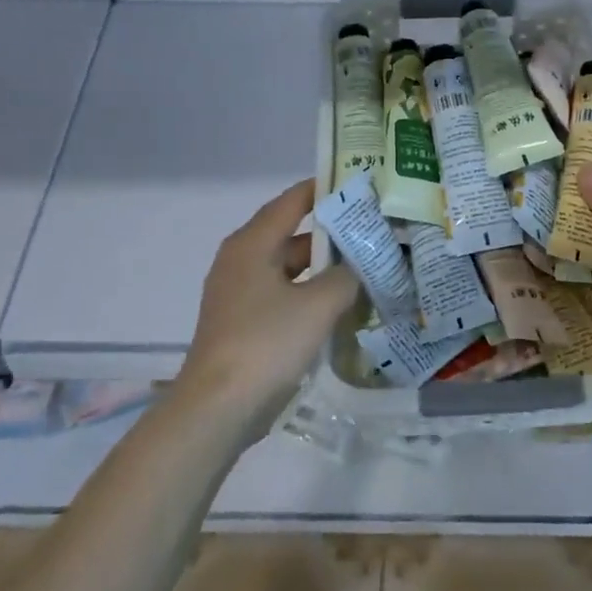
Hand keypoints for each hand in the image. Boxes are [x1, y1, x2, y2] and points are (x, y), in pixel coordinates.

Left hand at [178, 180, 358, 419]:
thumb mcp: (318, 304)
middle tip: (373, 229)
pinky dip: (310, 293)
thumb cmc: (266, 343)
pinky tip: (341, 305)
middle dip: (332, 234)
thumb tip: (357, 270)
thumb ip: (346, 278)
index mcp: (252, 244)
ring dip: (324, 268)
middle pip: (292, 235)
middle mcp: (242, 260)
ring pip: (290, 268)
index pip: (292, 201)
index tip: (358, 183)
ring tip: (366, 267)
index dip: (324, 189)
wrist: (218, 407)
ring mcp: (240, 293)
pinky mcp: (244, 322)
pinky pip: (284, 294)